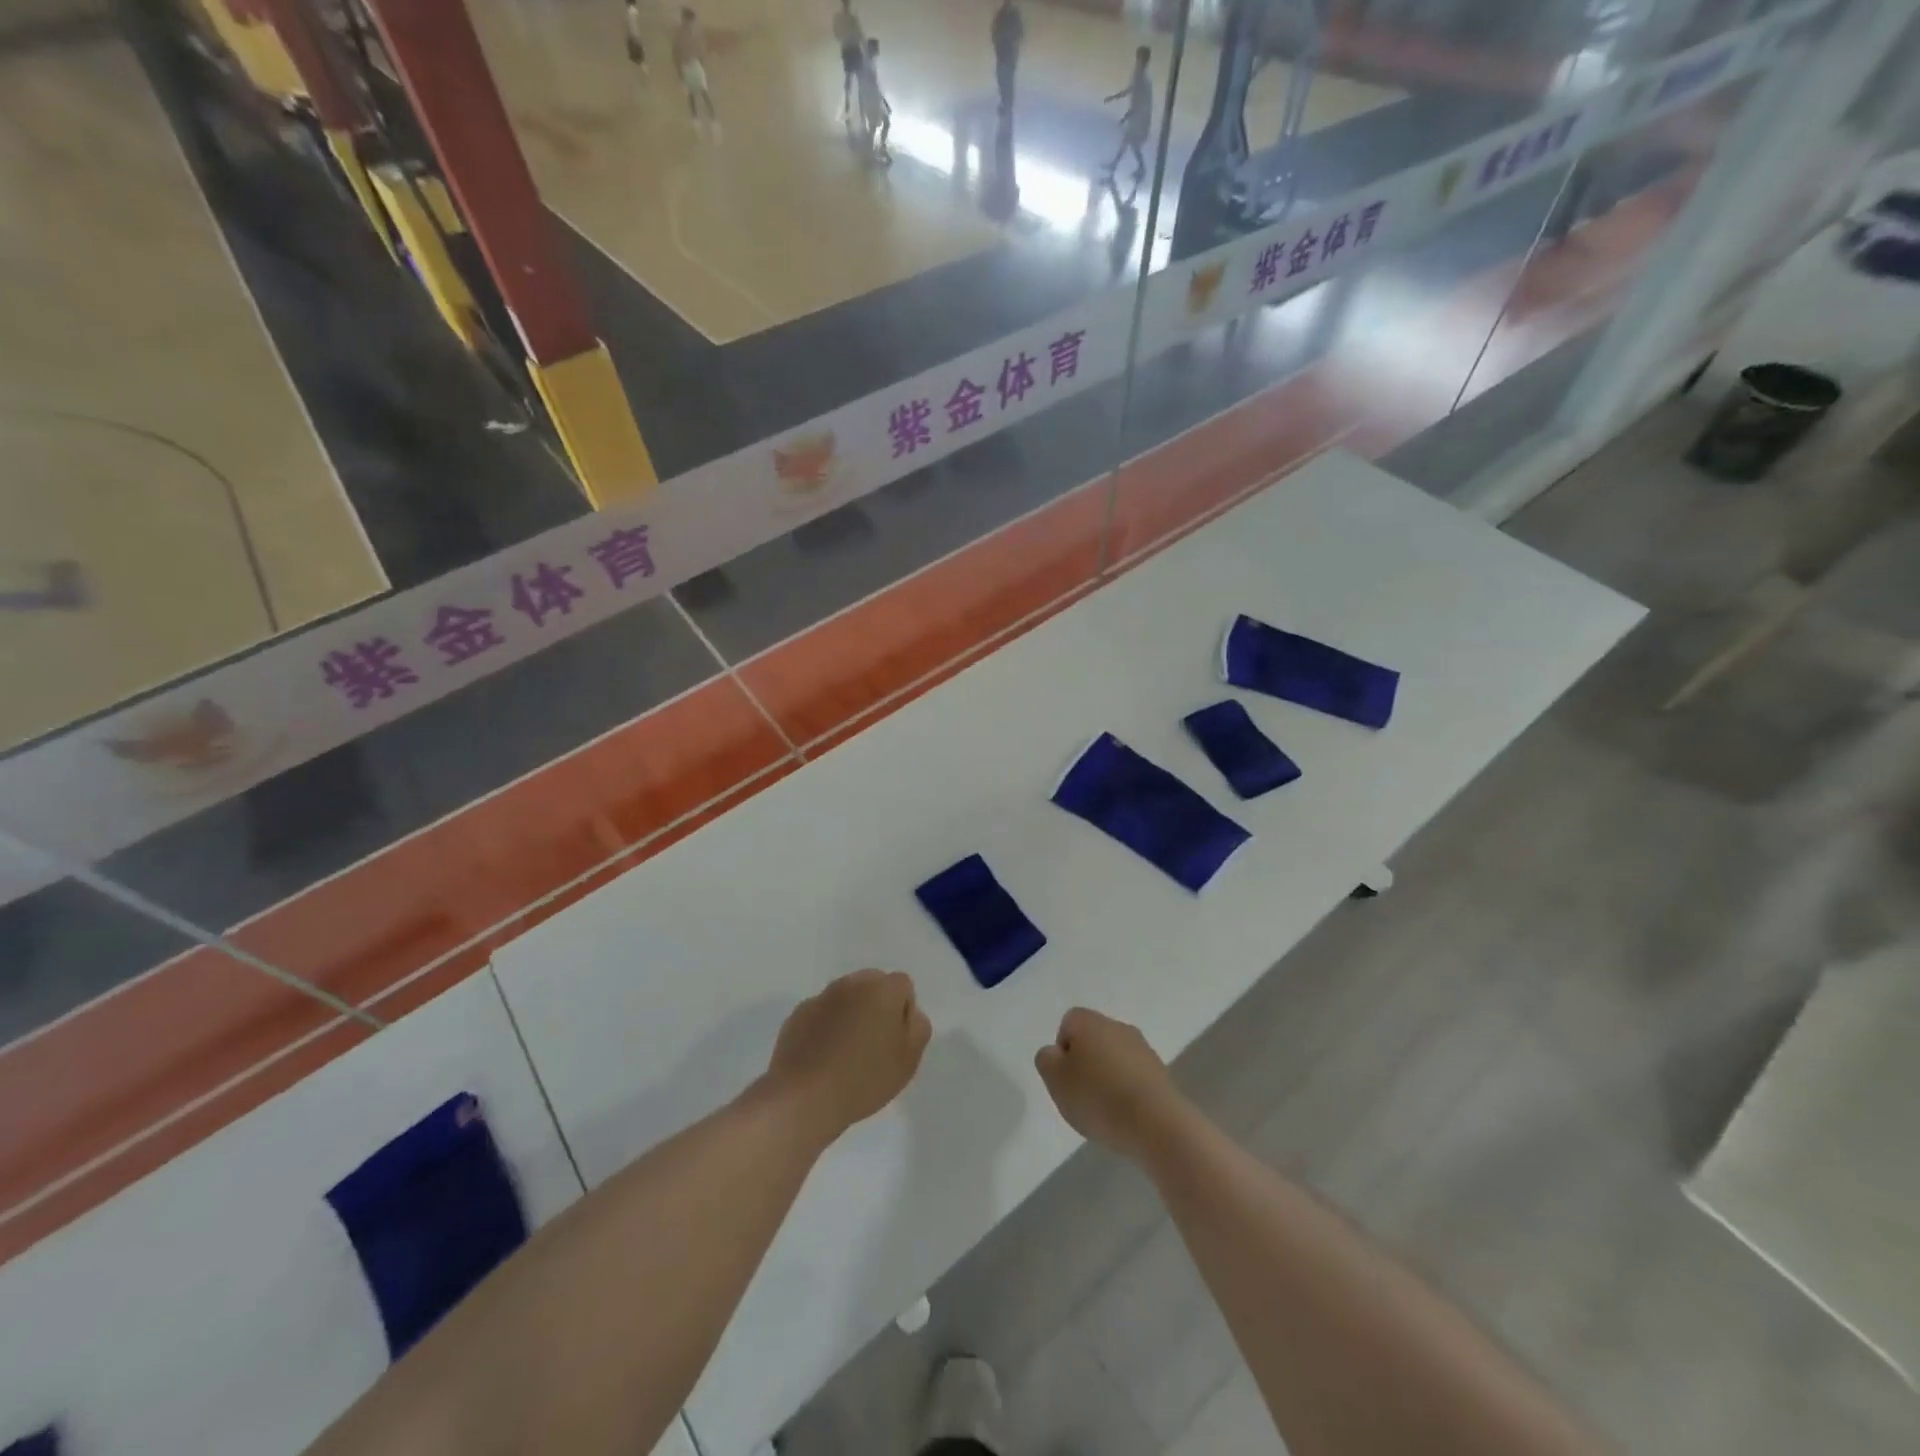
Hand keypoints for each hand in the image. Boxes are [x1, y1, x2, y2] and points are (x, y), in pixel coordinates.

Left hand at [763, 969, 930, 1144]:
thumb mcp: (909, 1059)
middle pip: (873, 984)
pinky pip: (821, 1013)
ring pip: (846, 997)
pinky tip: (823, 1057)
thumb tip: (908, 1011)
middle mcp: (851, 983)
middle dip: (877, 1006)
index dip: (903, 1011)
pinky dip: (826, 1026)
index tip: (896, 1040)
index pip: (902, 985)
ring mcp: (821, 997)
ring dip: (851, 1014)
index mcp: (882, 989)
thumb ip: (918, 1026)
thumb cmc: (865, 1079)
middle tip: (874, 1044)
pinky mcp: (797, 1014)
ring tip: (846, 1053)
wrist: (804, 1098)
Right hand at [1035, 1007, 1184, 1159]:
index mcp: (1089, 1022)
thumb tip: (1055, 1052)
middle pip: (1093, 1039)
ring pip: (1115, 1057)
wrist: (1156, 1123)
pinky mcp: (1161, 1072)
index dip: (1062, 1051)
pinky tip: (1125, 1114)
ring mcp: (1143, 1048)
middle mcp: (1117, 1026)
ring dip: (1107, 1077)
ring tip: (1105, 1110)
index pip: (1068, 1023)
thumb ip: (1047, 1060)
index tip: (1065, 1078)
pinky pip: (1134, 1076)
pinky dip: (1127, 1090)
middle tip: (1081, 1095)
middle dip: (1085, 1064)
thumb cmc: (1098, 1097)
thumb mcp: (1056, 1080)